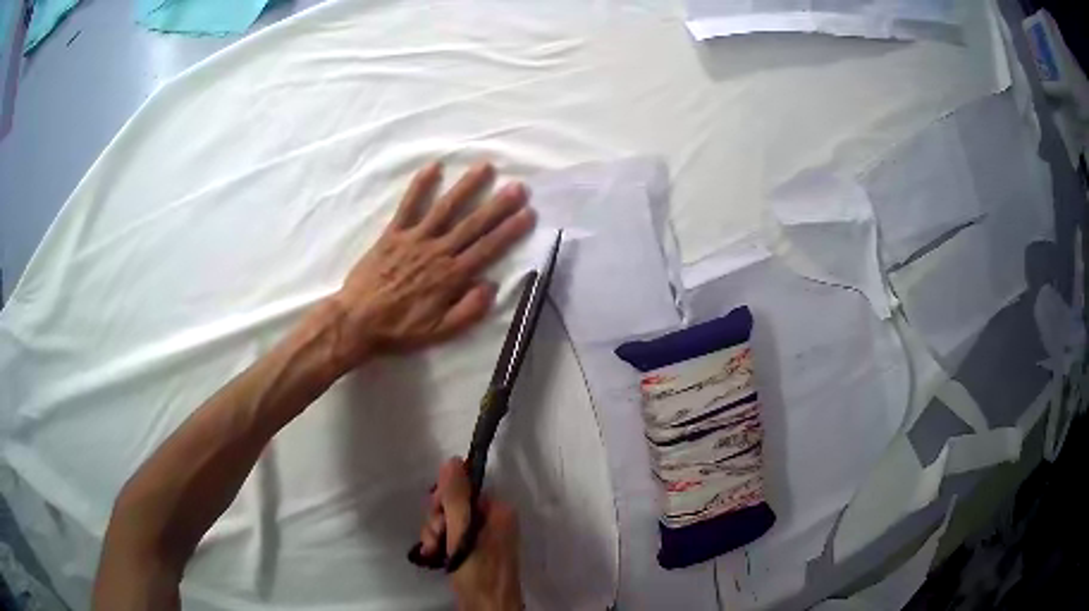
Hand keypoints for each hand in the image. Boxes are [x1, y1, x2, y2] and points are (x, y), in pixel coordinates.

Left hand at [324, 161, 534, 372]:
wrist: (357, 322)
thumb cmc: (400, 330)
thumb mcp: (439, 333)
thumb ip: (468, 312)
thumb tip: (491, 285)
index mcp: (451, 276)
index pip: (487, 249)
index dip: (510, 230)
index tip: (528, 213)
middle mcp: (437, 252)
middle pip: (473, 224)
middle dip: (498, 204)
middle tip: (518, 186)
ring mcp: (414, 239)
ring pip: (445, 208)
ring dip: (467, 187)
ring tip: (485, 167)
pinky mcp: (393, 234)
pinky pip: (408, 206)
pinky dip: (420, 186)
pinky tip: (434, 167)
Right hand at [420, 459, 522, 610]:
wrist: (488, 609)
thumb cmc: (478, 572)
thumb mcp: (464, 534)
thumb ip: (457, 499)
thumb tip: (452, 461)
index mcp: (499, 512)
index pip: (465, 490)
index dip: (445, 501)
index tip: (436, 517)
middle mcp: (494, 521)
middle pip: (455, 506)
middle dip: (438, 522)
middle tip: (436, 540)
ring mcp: (484, 538)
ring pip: (450, 523)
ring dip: (435, 535)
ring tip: (434, 553)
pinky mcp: (474, 553)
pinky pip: (452, 538)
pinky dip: (440, 545)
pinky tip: (434, 557)